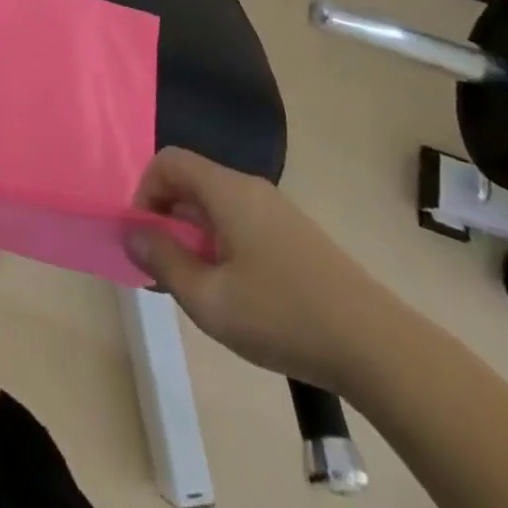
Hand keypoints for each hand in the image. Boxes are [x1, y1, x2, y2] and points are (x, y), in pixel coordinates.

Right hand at [125, 147, 388, 390]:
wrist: (376, 345)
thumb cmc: (282, 316)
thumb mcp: (210, 299)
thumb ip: (163, 261)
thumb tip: (130, 233)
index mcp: (227, 190)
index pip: (169, 161)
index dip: (144, 191)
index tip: (144, 238)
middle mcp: (250, 188)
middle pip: (191, 181)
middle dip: (166, 218)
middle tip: (162, 269)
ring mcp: (276, 210)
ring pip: (215, 205)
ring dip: (192, 235)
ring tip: (195, 286)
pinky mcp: (293, 234)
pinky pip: (239, 221)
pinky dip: (219, 244)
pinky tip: (232, 292)